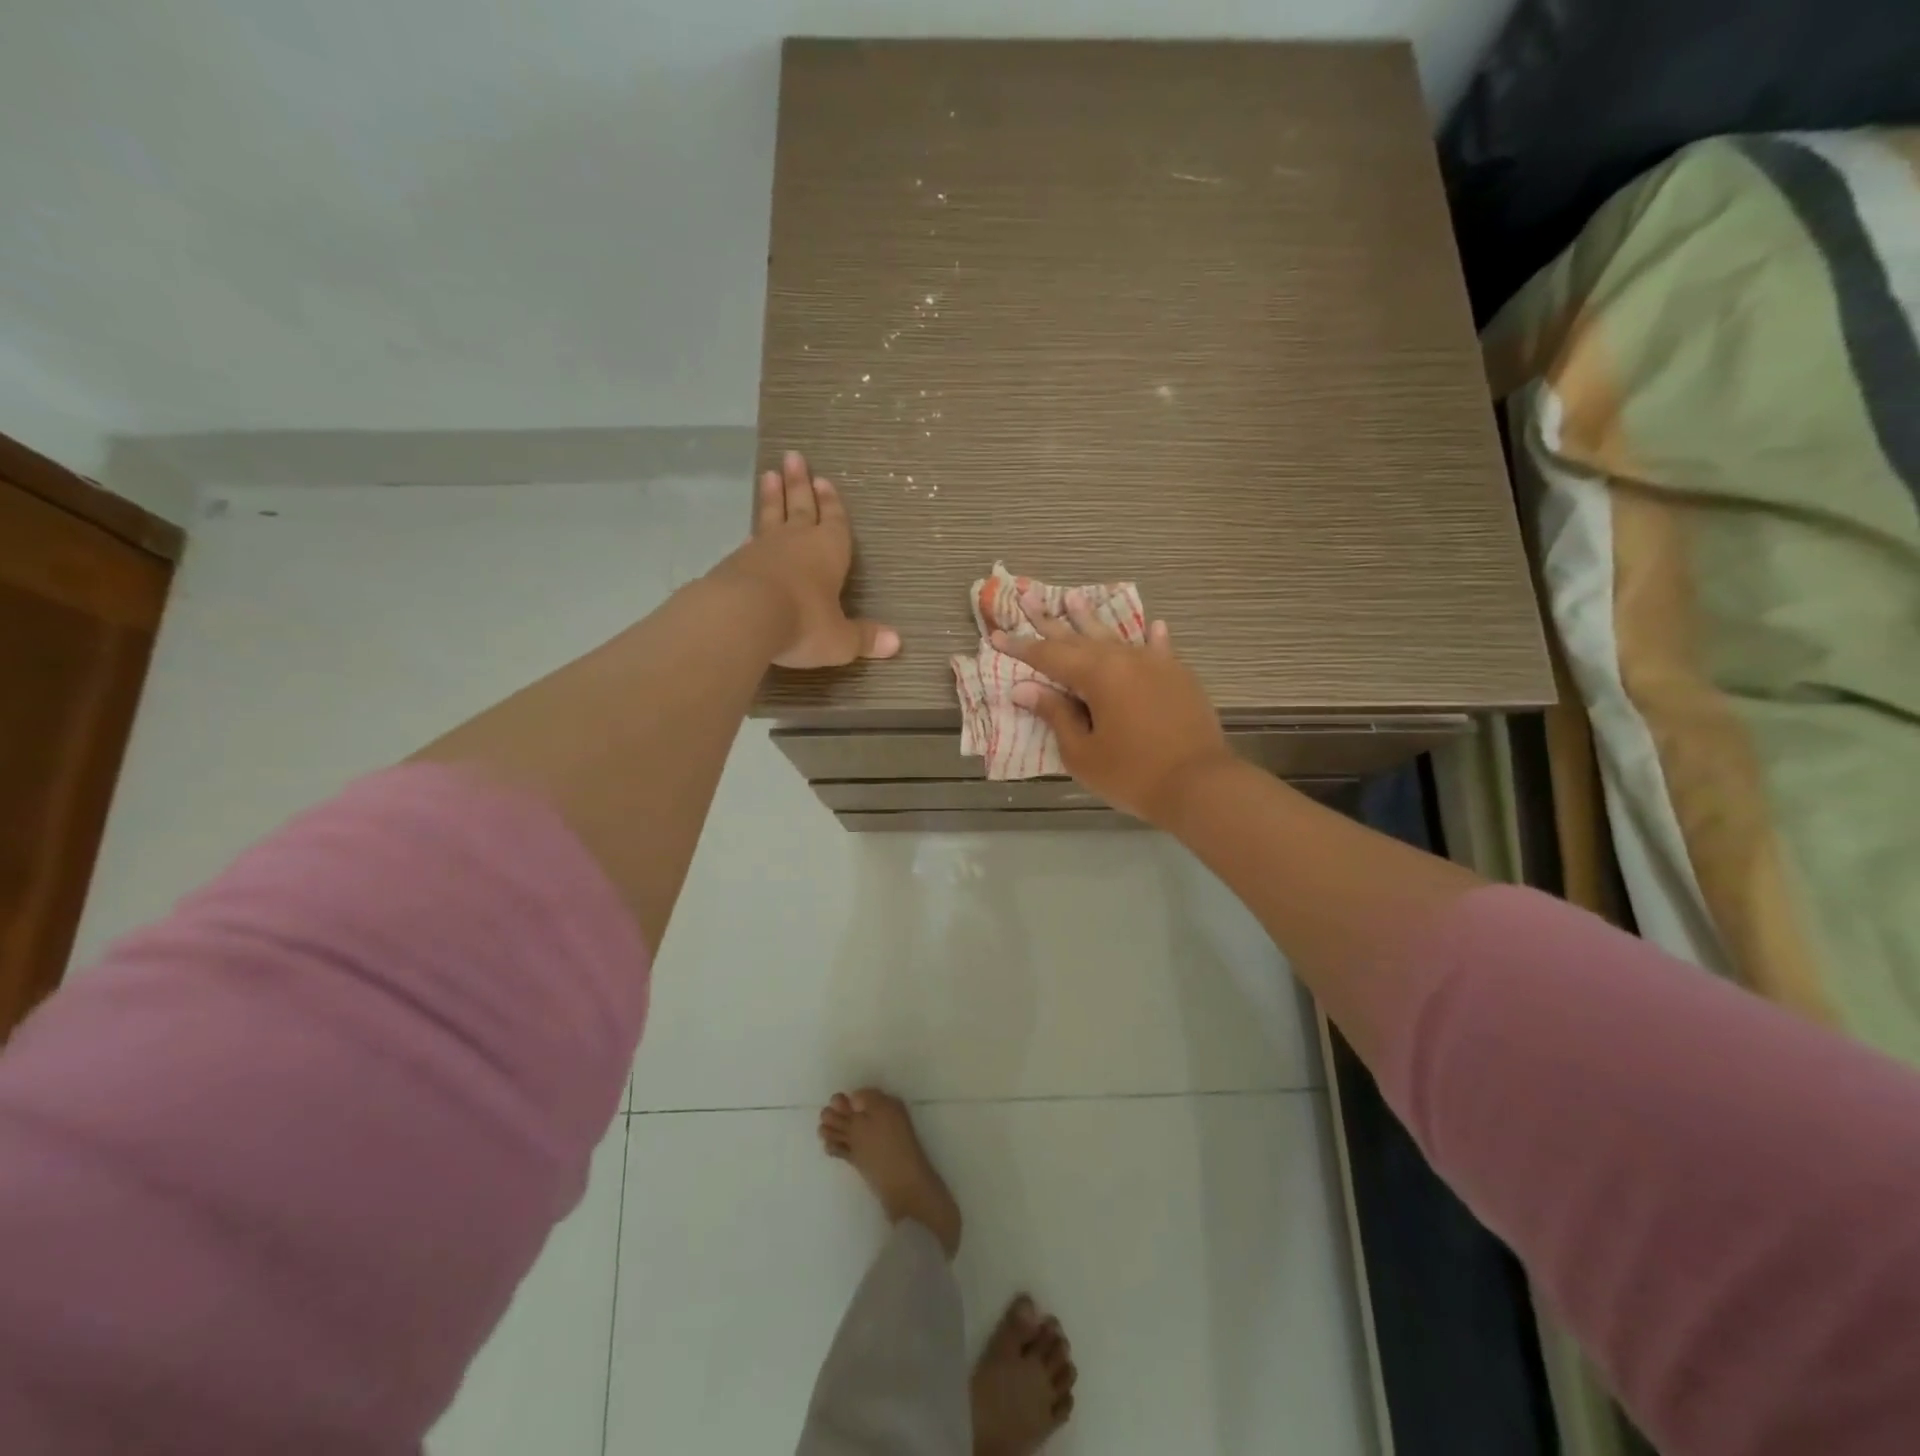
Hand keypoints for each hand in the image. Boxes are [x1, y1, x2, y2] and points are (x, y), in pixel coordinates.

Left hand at [720, 450, 899, 668]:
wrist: (742, 616)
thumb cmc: (803, 622)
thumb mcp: (839, 639)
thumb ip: (864, 639)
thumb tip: (897, 643)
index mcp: (829, 551)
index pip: (835, 522)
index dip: (833, 504)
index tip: (825, 481)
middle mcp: (797, 542)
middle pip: (801, 506)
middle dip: (800, 484)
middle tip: (794, 457)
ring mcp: (763, 548)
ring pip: (771, 515)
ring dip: (773, 497)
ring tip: (769, 475)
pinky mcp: (736, 561)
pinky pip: (751, 540)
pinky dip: (754, 532)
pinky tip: (751, 532)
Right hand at [995, 590, 1233, 825]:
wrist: (1200, 784)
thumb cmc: (1132, 774)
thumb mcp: (1083, 753)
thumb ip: (1056, 715)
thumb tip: (1025, 689)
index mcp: (1097, 675)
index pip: (1049, 656)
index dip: (1021, 648)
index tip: (997, 635)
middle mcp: (1124, 659)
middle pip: (1079, 637)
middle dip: (1050, 621)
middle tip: (1028, 596)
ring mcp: (1156, 665)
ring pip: (1116, 636)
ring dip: (1092, 618)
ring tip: (1074, 597)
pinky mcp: (1179, 677)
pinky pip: (1160, 649)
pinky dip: (1152, 638)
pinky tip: (1153, 625)